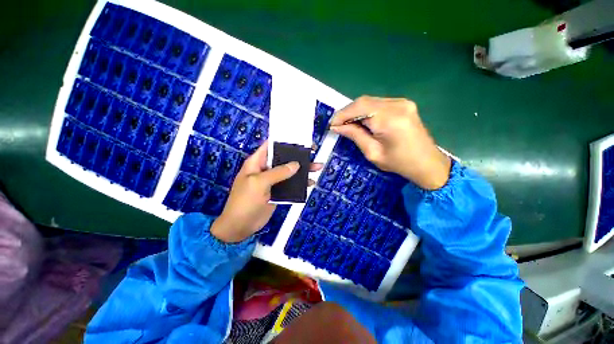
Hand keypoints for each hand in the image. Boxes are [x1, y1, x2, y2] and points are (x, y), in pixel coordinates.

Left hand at [211, 142, 322, 242]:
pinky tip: (311, 182)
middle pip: (283, 158)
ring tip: (317, 167)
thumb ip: (278, 173)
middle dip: (298, 155)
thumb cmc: (245, 201)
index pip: (271, 146)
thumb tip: (296, 164)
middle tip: (313, 152)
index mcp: (257, 162)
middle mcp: (266, 169)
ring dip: (302, 170)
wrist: (241, 226)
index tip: (299, 138)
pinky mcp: (278, 192)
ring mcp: (273, 181)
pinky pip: (291, 184)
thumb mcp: (259, 183)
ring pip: (290, 172)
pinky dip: (301, 183)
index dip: (283, 141)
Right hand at [330, 96, 450, 189]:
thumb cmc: (399, 163)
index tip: (331, 125)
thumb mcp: (372, 153)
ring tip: (347, 124)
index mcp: (390, 120)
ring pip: (370, 101)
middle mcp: (397, 105)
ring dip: (355, 111)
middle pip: (363, 101)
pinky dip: (366, 111)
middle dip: (347, 112)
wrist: (427, 163)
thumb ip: (355, 135)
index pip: (359, 108)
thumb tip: (337, 127)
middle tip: (338, 125)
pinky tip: (362, 121)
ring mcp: (402, 102)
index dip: (342, 114)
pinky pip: (378, 103)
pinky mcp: (403, 104)